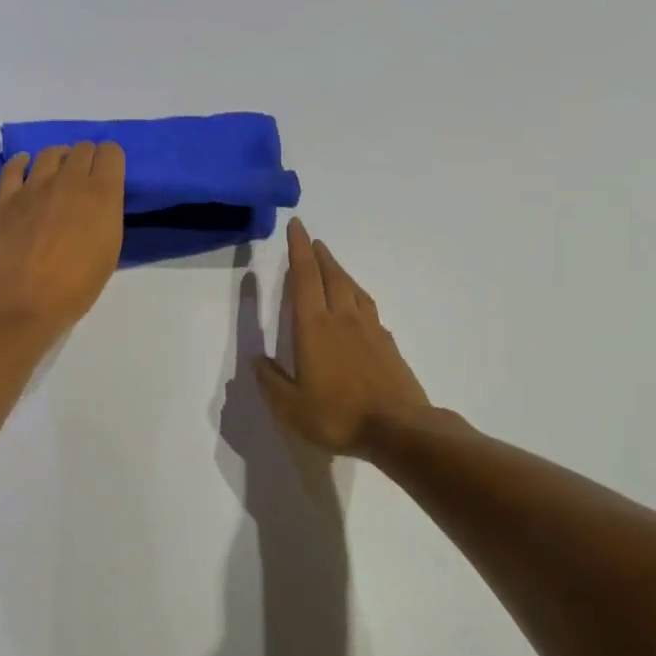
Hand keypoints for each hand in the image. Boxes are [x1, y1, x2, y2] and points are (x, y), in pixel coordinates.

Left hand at [0, 142, 125, 337]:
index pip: (112, 152)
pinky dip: (22, 163)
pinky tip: (25, 170)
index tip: (110, 176)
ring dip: (59, 159)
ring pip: (50, 152)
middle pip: (82, 148)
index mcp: (102, 196)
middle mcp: (70, 181)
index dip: (112, 161)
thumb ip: (106, 218)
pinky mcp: (5, 197)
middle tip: (85, 181)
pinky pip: (13, 166)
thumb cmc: (74, 288)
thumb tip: (98, 206)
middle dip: (87, 159)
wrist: (21, 303)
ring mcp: (34, 186)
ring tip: (57, 176)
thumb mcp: (108, 253)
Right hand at [253, 218, 429, 456]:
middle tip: (312, 241)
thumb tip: (256, 359)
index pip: (303, 278)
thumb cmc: (338, 416)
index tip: (297, 226)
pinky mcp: (388, 344)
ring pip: (353, 289)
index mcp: (314, 328)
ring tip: (331, 266)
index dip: (298, 250)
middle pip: (331, 276)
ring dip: (340, 272)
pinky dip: (357, 297)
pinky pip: (369, 308)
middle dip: (319, 255)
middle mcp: (343, 319)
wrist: (399, 429)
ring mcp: (370, 330)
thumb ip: (271, 382)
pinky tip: (358, 308)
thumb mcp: (291, 408)